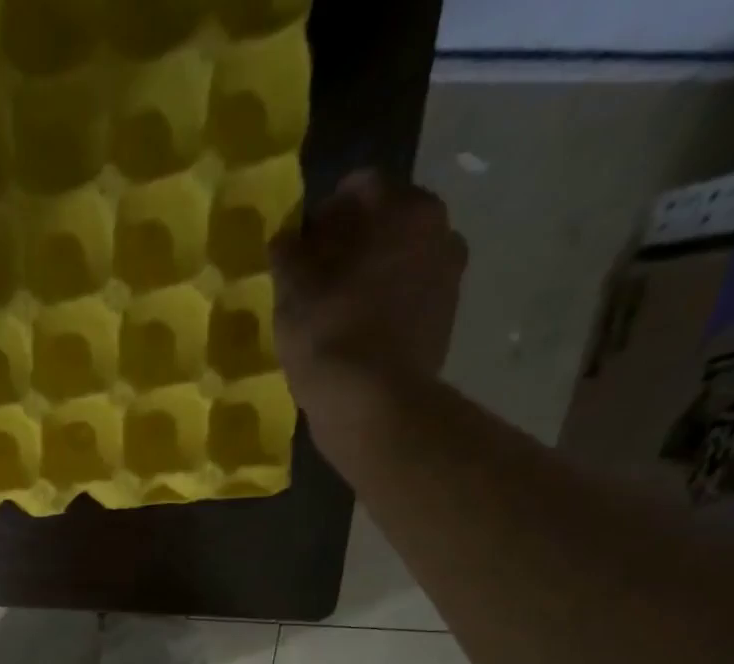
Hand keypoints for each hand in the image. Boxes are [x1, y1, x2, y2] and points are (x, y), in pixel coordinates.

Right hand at [270, 171, 467, 395]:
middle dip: (351, 241)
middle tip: (314, 274)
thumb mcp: (292, 292)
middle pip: (386, 222)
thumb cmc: (330, 336)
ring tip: (333, 307)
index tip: (299, 243)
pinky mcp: (443, 322)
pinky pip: (407, 299)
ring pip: (398, 261)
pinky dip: (384, 306)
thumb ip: (288, 255)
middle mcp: (439, 231)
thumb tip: (285, 238)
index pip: (360, 187)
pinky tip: (355, 332)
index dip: (323, 211)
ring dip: (369, 274)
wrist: (374, 406)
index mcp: (405, 209)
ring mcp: (447, 278)